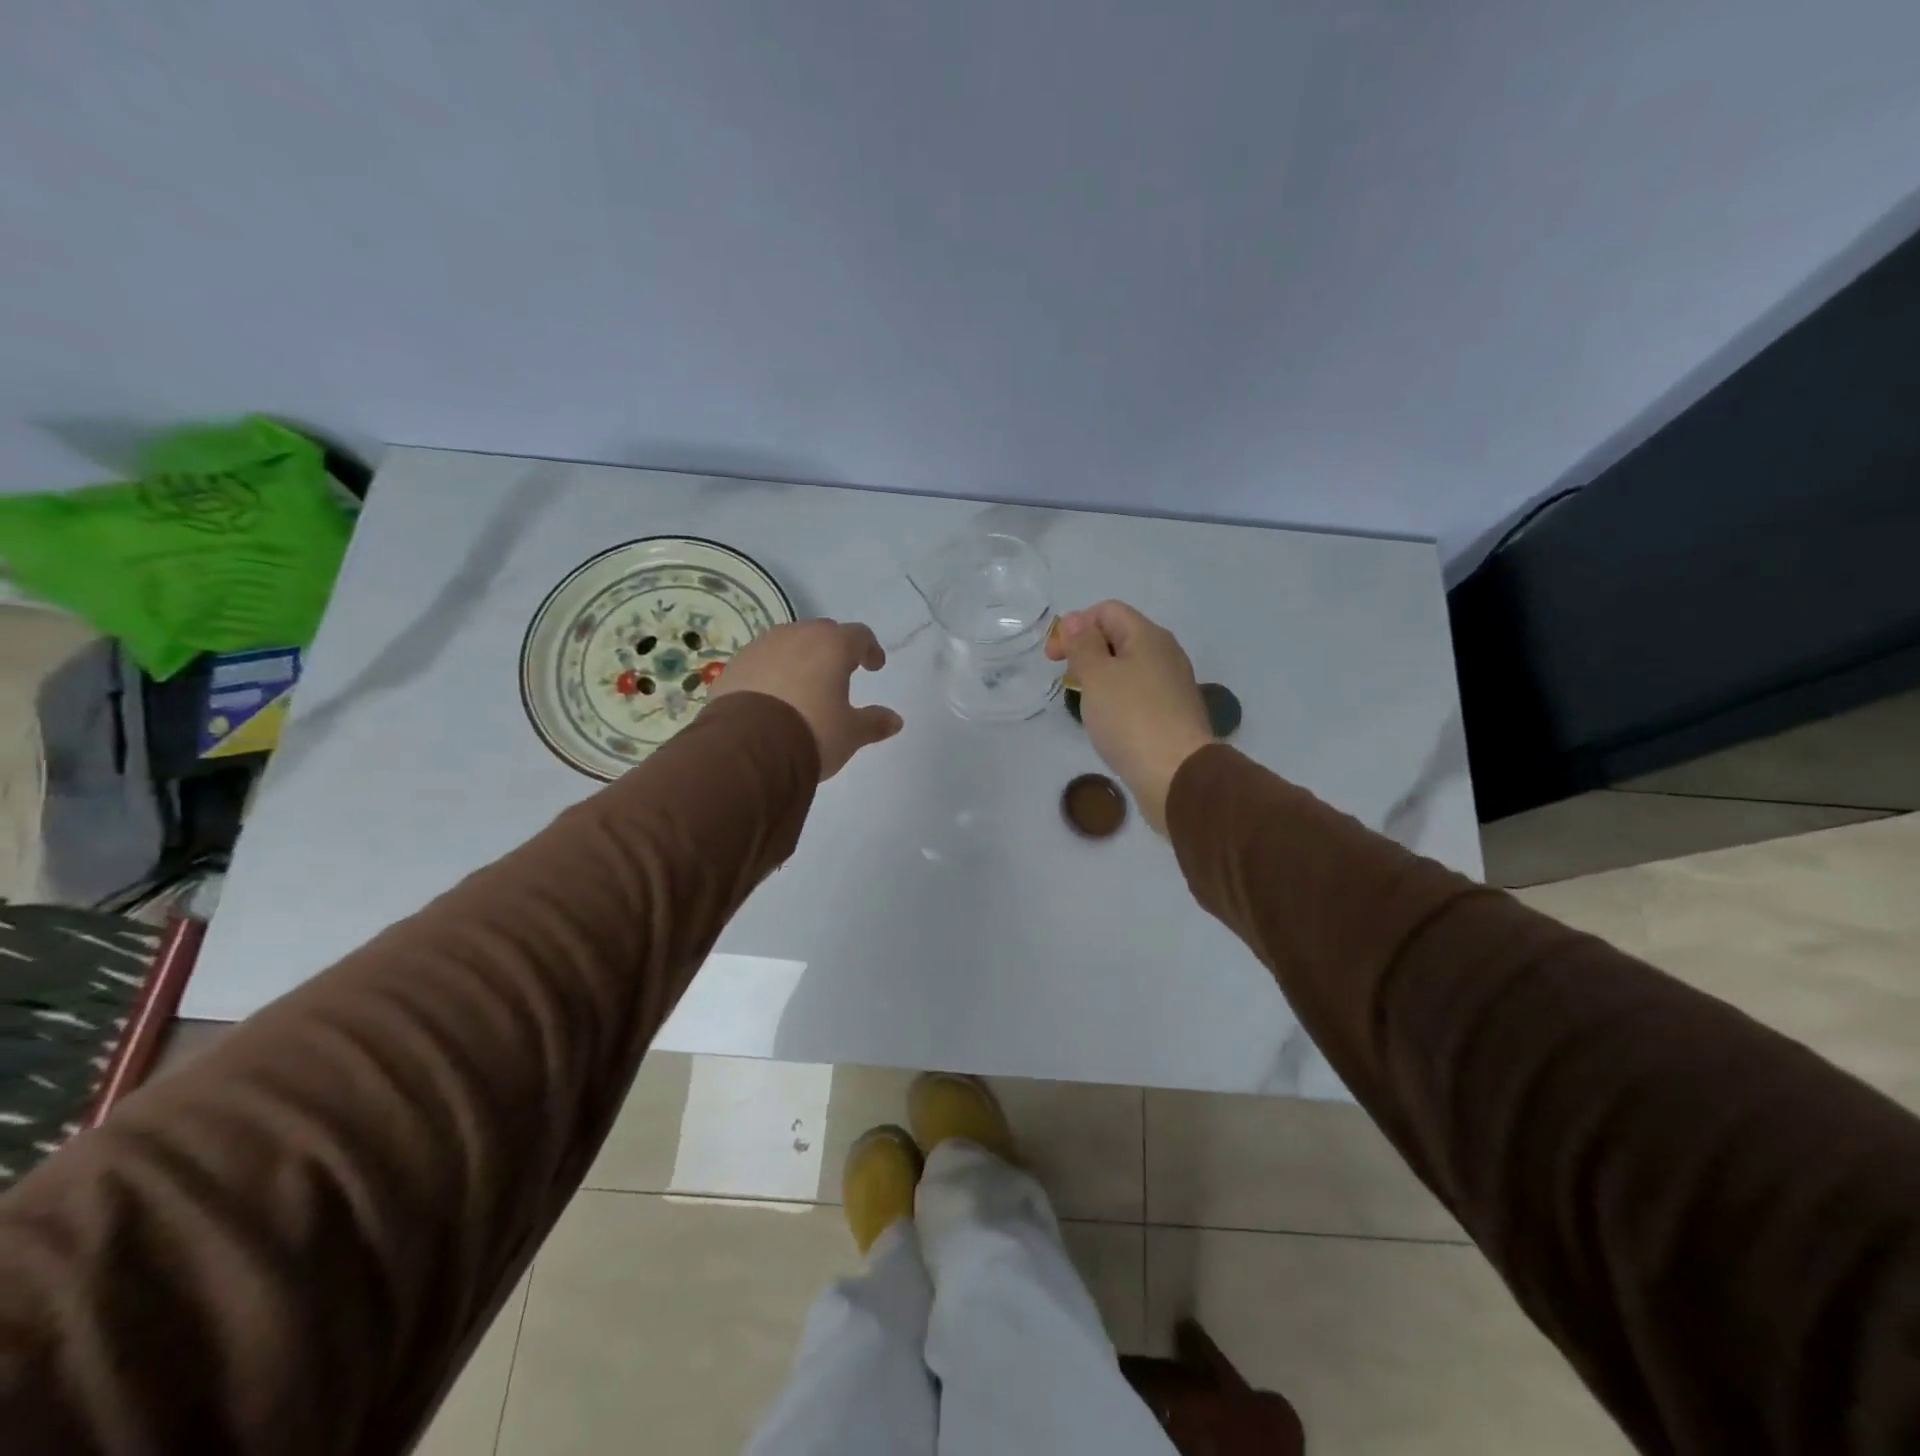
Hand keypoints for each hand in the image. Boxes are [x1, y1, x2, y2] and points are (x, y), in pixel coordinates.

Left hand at [709, 619, 903, 779]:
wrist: (747, 748)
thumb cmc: (811, 732)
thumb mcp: (850, 733)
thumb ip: (874, 723)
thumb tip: (895, 720)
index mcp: (831, 645)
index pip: (859, 635)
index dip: (870, 649)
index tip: (874, 666)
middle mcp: (795, 636)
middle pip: (822, 633)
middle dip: (834, 649)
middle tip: (840, 671)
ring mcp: (760, 648)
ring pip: (788, 644)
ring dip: (800, 658)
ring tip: (804, 684)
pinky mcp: (734, 666)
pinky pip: (761, 661)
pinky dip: (772, 672)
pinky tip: (773, 696)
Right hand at [1048, 601, 1213, 832]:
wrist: (1177, 775)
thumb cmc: (1130, 718)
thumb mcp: (1097, 676)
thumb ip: (1083, 645)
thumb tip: (1076, 619)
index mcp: (1148, 636)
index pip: (1107, 610)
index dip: (1075, 626)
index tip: (1053, 658)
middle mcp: (1165, 653)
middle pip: (1119, 636)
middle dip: (1087, 650)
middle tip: (1067, 679)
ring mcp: (1172, 684)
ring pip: (1129, 666)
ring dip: (1102, 676)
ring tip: (1085, 701)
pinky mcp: (1173, 713)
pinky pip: (1139, 692)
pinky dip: (1118, 698)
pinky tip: (1108, 721)